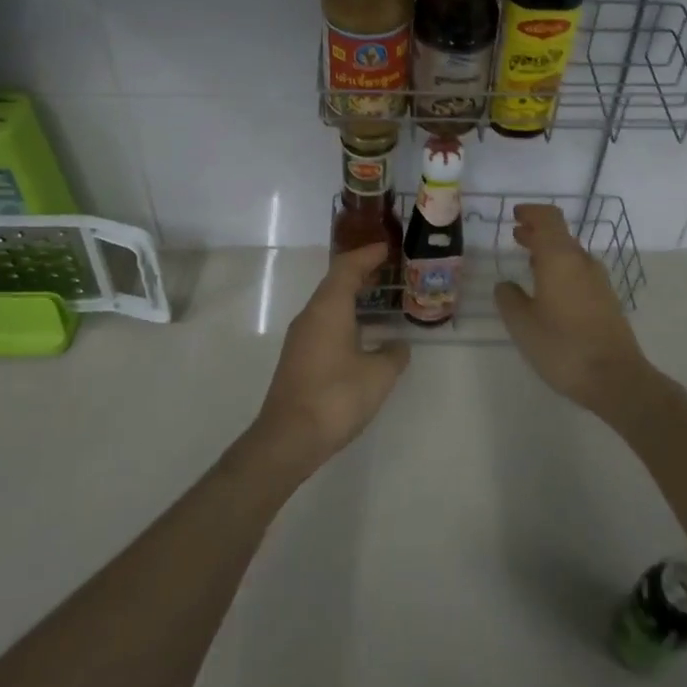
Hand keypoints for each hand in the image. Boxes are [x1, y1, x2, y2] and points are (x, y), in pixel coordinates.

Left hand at [248, 242, 410, 476]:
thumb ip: (393, 354)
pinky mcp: (298, 358)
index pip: (347, 267)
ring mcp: (301, 337)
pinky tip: (362, 332)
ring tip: (379, 297)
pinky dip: (344, 316)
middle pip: (335, 282)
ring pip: (328, 304)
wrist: (289, 438)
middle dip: (361, 272)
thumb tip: (397, 345)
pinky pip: (324, 323)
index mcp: (328, 308)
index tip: (388, 247)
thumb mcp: (378, 375)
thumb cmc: (336, 397)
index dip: (367, 254)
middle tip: (389, 269)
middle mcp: (310, 315)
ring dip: (352, 296)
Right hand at [494, 204, 669, 423]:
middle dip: (537, 232)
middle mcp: (582, 263)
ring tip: (529, 263)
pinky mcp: (607, 301)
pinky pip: (580, 273)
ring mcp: (599, 282)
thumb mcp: (522, 324)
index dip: (531, 213)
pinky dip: (561, 270)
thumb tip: (505, 285)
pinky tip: (549, 290)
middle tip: (516, 235)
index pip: (548, 219)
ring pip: (571, 255)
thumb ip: (509, 299)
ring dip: (549, 253)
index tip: (515, 215)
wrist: (615, 378)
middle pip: (560, 235)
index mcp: (560, 259)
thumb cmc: (562, 346)